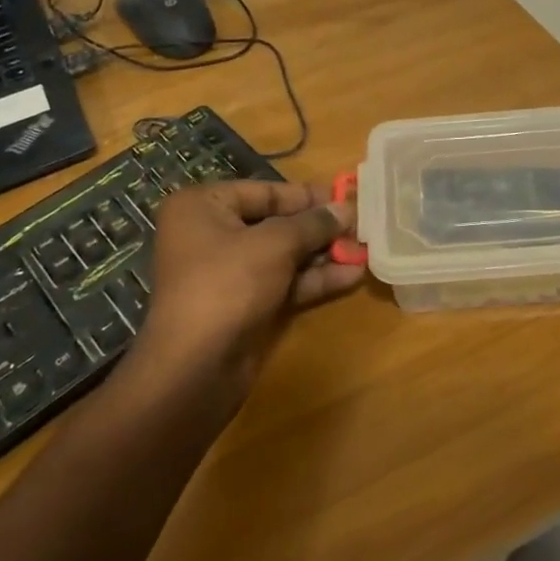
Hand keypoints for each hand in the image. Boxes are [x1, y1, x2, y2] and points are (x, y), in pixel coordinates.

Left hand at [130, 180, 363, 406]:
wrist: (196, 368)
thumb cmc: (228, 284)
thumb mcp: (275, 244)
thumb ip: (312, 223)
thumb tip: (346, 209)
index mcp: (202, 206)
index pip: (263, 191)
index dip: (305, 195)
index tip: (345, 196)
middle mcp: (210, 235)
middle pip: (274, 223)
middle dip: (318, 227)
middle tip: (359, 226)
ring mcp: (227, 274)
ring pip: (282, 256)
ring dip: (322, 254)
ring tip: (364, 250)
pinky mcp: (244, 305)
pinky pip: (283, 283)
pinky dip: (313, 279)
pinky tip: (352, 276)